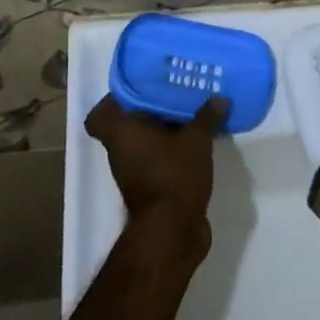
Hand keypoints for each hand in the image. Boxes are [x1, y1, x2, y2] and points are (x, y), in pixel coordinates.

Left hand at [87, 94, 226, 264]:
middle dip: (150, 110)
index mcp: (121, 133)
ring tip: (191, 113)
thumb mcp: (195, 140)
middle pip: (128, 124)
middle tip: (175, 93)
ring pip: (145, 142)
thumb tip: (219, 98)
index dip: (114, 101)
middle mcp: (122, 151)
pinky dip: (172, 150)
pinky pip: (158, 159)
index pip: (100, 115)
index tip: (139, 89)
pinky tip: (197, 141)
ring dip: (164, 130)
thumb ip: (206, 117)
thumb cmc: (173, 175)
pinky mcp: (151, 188)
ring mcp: (134, 172)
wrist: (172, 231)